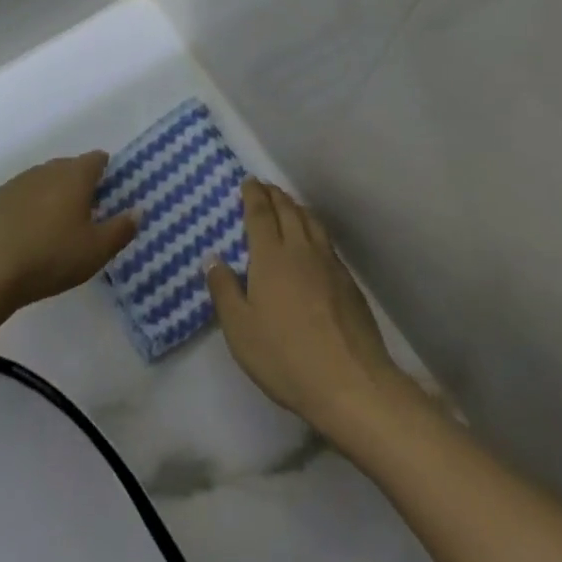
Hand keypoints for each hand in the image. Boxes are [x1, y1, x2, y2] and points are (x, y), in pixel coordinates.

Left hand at [0, 152, 136, 314]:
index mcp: (74, 175)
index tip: (110, 194)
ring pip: (41, 183)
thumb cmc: (48, 257)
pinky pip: (17, 200)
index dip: (107, 172)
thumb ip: (121, 229)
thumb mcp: (96, 251)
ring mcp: (14, 184)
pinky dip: (25, 212)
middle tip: (86, 216)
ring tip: (54, 229)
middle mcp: (45, 170)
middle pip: (68, 168)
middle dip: (79, 186)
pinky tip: (23, 238)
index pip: (97, 159)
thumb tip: (138, 211)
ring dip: (50, 198)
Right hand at [206, 180, 410, 435]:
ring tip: (288, 204)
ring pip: (310, 221)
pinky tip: (313, 240)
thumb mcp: (240, 329)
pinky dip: (314, 228)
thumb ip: (224, 290)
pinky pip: (326, 240)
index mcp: (270, 256)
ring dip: (296, 207)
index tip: (249, 181)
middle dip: (274, 195)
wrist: (349, 380)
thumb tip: (212, 257)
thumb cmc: (285, 356)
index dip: (253, 195)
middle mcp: (300, 249)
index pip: (260, 214)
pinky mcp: (347, 280)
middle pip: (287, 210)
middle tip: (265, 187)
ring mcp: (328, 262)